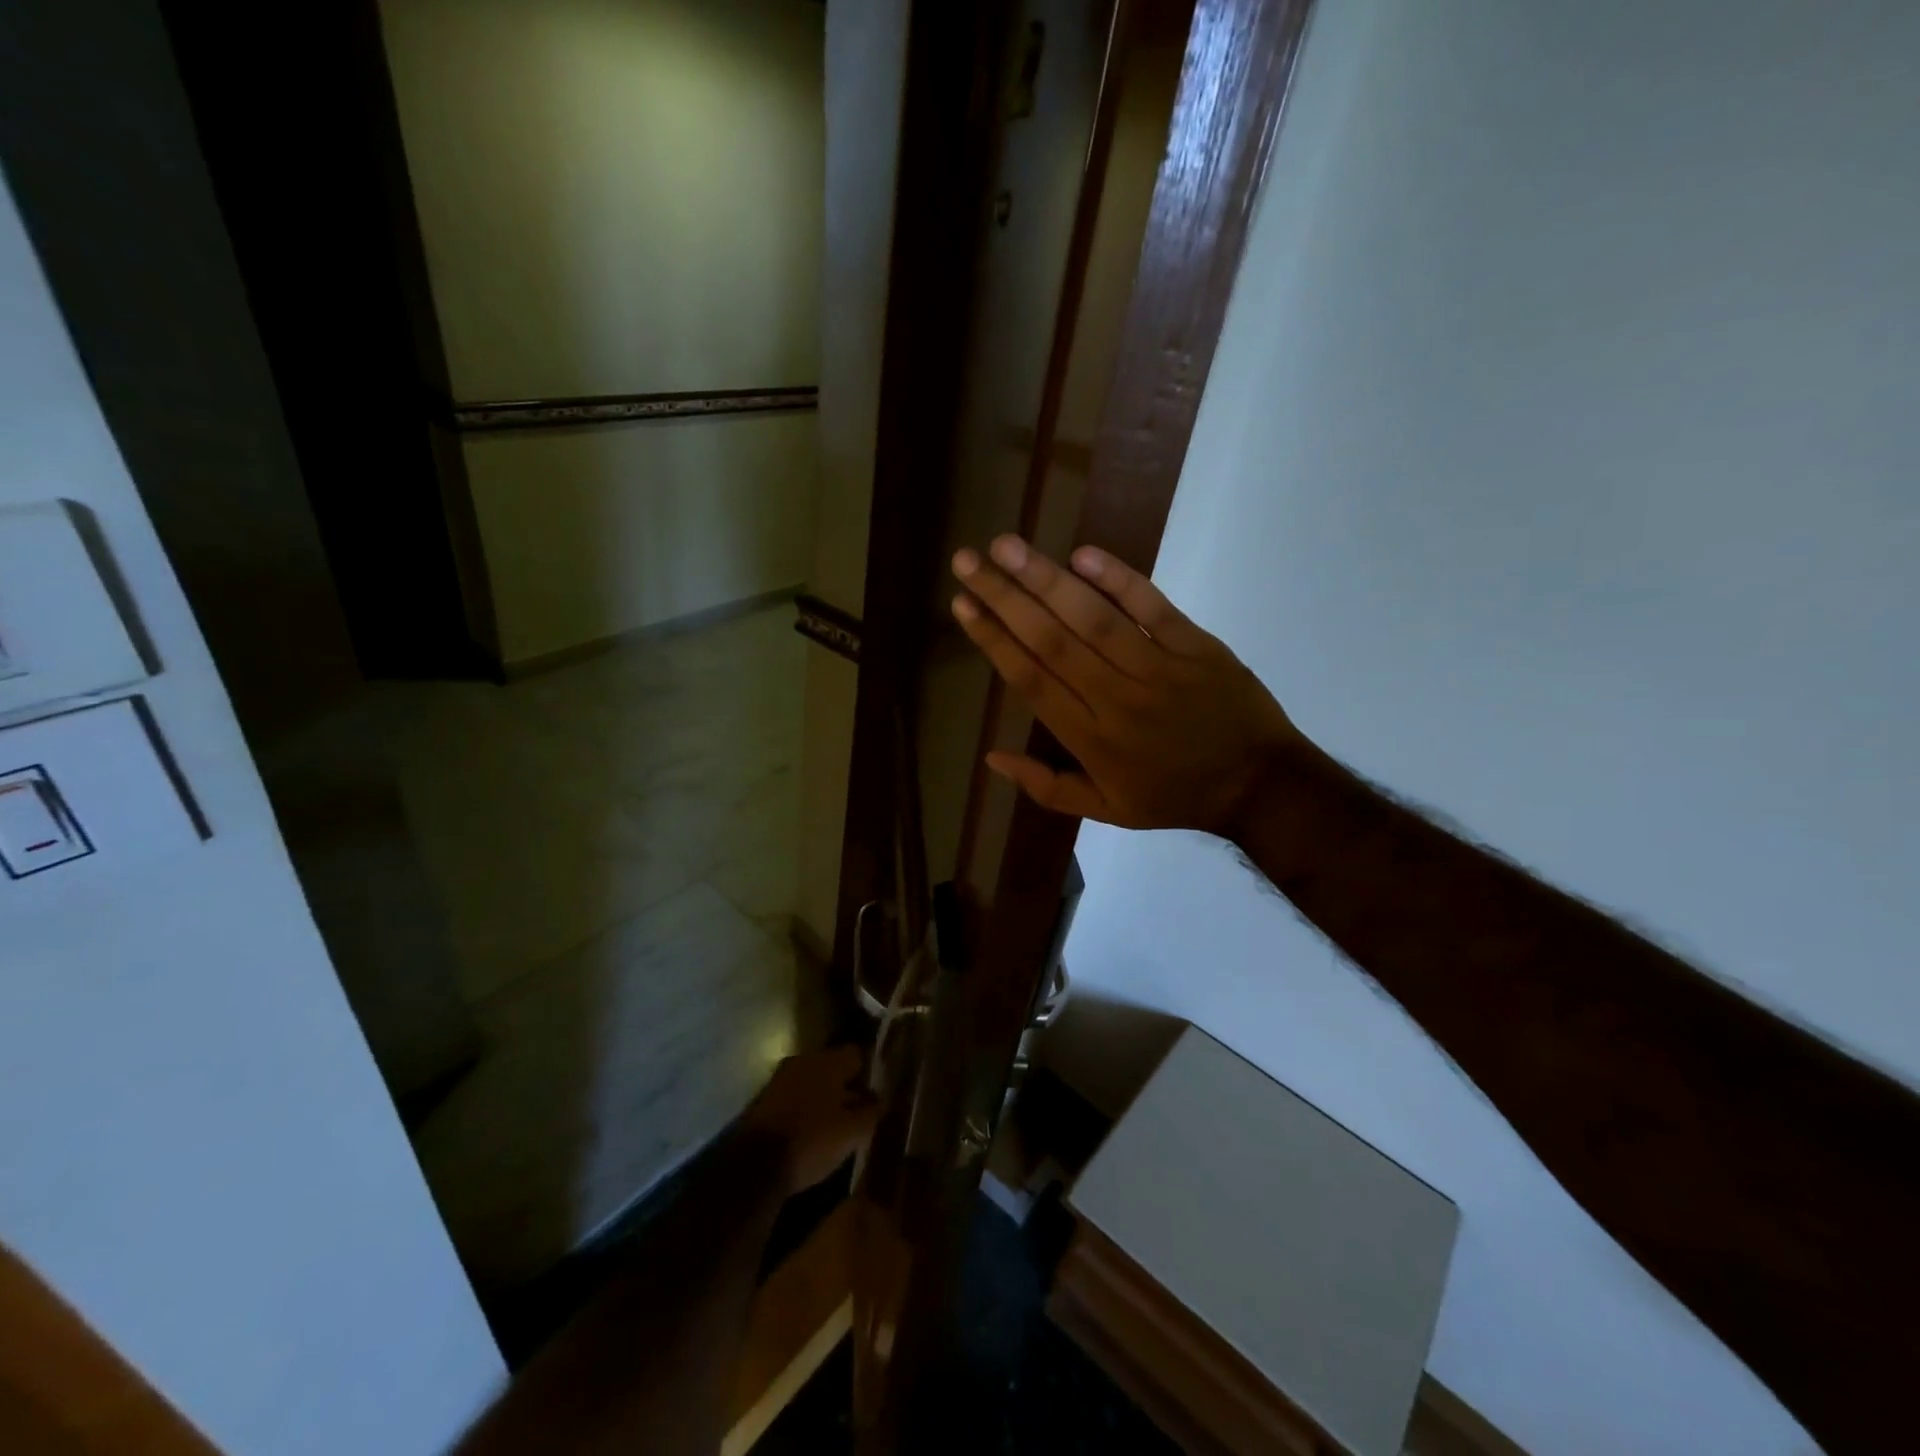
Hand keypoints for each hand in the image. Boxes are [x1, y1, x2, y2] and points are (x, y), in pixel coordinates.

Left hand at [740, 1045, 878, 1194]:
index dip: (871, 1071)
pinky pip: (795, 1099)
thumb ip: (871, 1112)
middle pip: (834, 1068)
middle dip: (848, 1087)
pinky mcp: (764, 1102)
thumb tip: (882, 1099)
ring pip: (813, 1084)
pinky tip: (814, 1132)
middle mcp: (803, 1061)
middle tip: (862, 1109)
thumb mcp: (852, 1132)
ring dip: (826, 1099)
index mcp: (827, 1061)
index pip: (857, 1054)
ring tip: (839, 1124)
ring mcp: (780, 1080)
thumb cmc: (811, 1140)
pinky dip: (807, 1111)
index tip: (881, 1089)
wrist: (753, 1165)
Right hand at [950, 535, 1310, 834]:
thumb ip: (1046, 787)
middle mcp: (1116, 699)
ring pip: (1093, 618)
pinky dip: (1119, 579)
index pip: (1031, 680)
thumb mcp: (1107, 811)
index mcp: (1091, 739)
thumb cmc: (1174, 796)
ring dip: (1046, 578)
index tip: (962, 605)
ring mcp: (1158, 668)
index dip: (993, 640)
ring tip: (1006, 545)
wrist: (1260, 784)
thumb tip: (991, 757)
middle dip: (1004, 597)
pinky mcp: (1195, 646)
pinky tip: (1082, 554)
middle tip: (967, 560)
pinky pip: (1153, 607)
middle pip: (1050, 640)